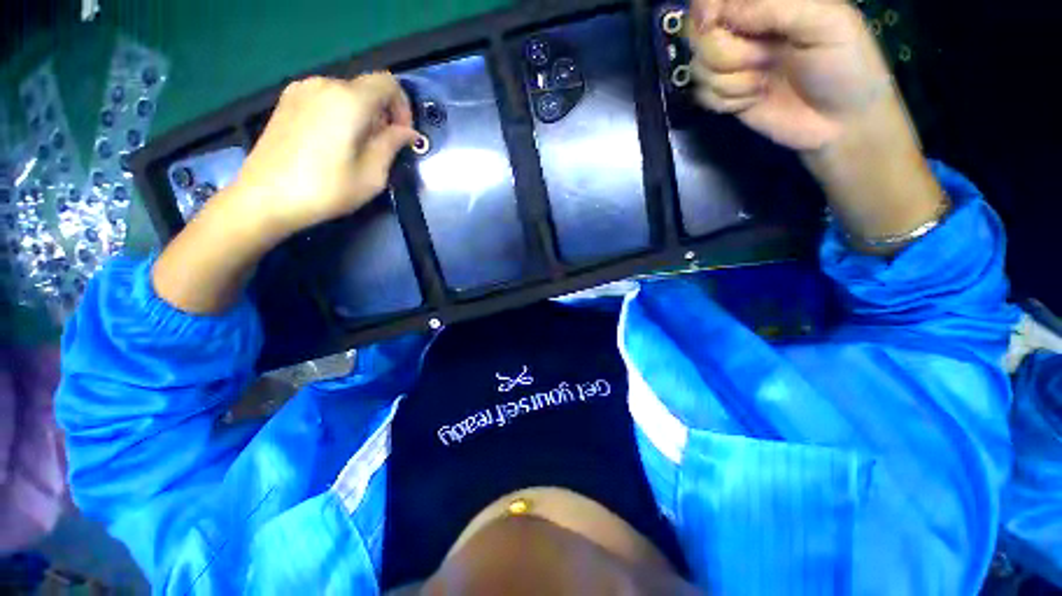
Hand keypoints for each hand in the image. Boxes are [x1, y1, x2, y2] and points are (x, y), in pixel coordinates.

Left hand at [152, 73, 417, 313]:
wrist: (265, 198)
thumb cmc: (326, 190)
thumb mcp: (372, 175)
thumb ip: (392, 145)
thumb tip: (407, 132)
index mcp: (348, 100)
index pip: (388, 84)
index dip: (403, 107)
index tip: (402, 135)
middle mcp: (323, 84)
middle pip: (366, 88)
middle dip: (382, 115)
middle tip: (382, 148)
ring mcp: (301, 90)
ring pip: (346, 94)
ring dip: (362, 116)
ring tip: (358, 148)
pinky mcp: (287, 102)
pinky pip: (325, 99)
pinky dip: (341, 114)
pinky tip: (335, 143)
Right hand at [689, 0, 893, 150]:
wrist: (840, 123)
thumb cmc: (845, 65)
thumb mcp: (825, 22)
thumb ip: (776, 7)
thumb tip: (721, 15)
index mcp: (767, 3)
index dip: (705, 7)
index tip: (711, 23)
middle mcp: (744, 31)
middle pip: (698, 35)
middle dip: (724, 52)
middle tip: (761, 60)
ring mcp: (733, 66)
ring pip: (698, 68)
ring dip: (729, 81)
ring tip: (762, 85)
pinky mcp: (725, 96)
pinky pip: (701, 96)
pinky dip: (724, 102)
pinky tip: (751, 101)